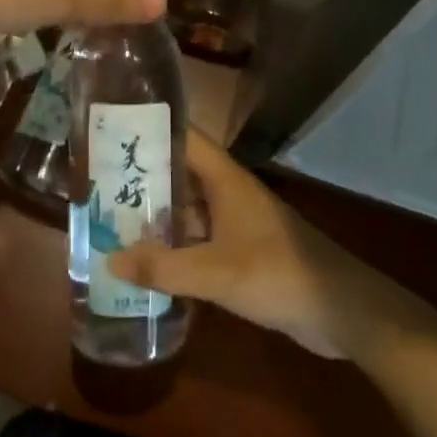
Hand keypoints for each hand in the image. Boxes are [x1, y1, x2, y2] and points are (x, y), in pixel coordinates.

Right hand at [107, 138, 436, 361]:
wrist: (340, 308)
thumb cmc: (278, 273)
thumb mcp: (215, 272)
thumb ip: (163, 268)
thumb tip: (109, 259)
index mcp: (224, 178)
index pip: (182, 136)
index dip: (149, 128)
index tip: (111, 130)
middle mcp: (227, 191)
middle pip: (180, 172)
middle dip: (143, 176)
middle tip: (97, 182)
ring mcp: (236, 221)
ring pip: (188, 207)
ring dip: (157, 214)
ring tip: (111, 219)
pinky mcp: (242, 250)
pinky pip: (199, 238)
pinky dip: (175, 244)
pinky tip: (148, 261)